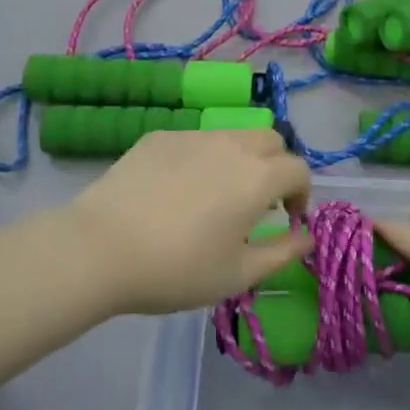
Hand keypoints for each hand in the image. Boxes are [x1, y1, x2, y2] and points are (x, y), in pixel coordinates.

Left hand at [67, 129, 313, 315]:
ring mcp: (194, 135)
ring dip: (240, 159)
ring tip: (216, 196)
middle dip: (276, 166)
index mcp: (257, 177)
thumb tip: (307, 237)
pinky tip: (175, 192)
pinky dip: (202, 159)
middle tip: (257, 202)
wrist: (102, 247)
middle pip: (270, 140)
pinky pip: (195, 140)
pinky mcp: (160, 136)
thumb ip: (282, 253)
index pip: (299, 168)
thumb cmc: (177, 269)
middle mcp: (232, 144)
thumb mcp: (237, 274)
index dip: (301, 193)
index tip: (286, 218)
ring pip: (232, 136)